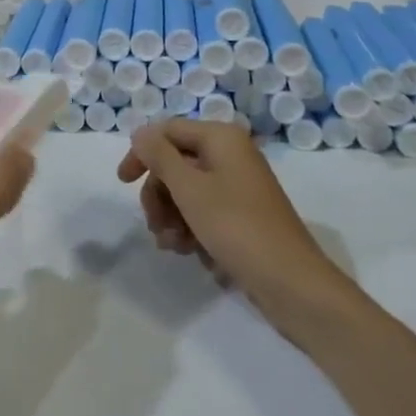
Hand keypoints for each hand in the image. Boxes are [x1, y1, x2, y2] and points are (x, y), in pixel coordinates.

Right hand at [118, 120, 356, 330]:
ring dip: (172, 216)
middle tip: (154, 225)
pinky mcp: (244, 215)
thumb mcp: (189, 189)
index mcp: (221, 138)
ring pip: (188, 190)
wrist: (293, 285)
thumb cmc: (237, 227)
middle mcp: (231, 154)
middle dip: (159, 193)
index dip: (141, 153)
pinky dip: (192, 228)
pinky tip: (191, 253)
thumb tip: (141, 132)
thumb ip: (159, 156)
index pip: (167, 131)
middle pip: (176, 162)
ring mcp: (239, 186)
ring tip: (173, 246)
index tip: (122, 183)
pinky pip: (206, 211)